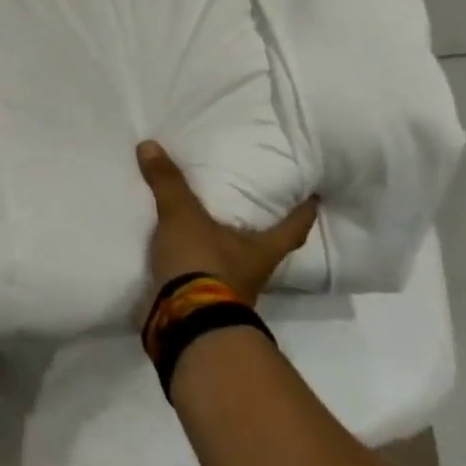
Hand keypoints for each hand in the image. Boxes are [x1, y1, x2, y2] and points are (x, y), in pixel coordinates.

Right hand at [138, 140, 316, 308]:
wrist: (184, 321)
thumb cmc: (202, 264)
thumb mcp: (182, 216)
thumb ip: (168, 182)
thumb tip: (150, 144)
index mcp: (262, 250)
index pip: (293, 228)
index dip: (304, 212)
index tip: (315, 197)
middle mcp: (254, 273)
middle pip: (266, 248)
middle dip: (261, 230)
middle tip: (255, 204)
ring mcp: (229, 293)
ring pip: (235, 264)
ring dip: (225, 248)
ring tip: (211, 224)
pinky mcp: (203, 304)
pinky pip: (204, 277)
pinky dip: (197, 264)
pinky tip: (183, 252)